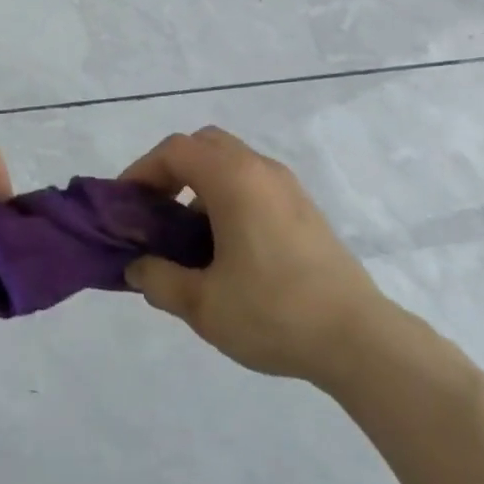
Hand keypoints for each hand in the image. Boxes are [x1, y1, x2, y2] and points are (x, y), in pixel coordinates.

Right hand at [119, 126, 384, 382]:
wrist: (357, 338)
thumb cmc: (273, 312)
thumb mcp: (202, 304)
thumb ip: (159, 280)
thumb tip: (137, 267)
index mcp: (234, 180)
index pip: (176, 150)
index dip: (142, 171)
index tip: (126, 206)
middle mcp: (261, 170)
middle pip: (205, 145)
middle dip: (171, 170)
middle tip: (155, 211)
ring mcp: (288, 188)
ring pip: (232, 163)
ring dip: (200, 185)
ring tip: (187, 237)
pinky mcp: (305, 209)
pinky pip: (254, 183)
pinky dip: (227, 197)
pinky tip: (225, 248)